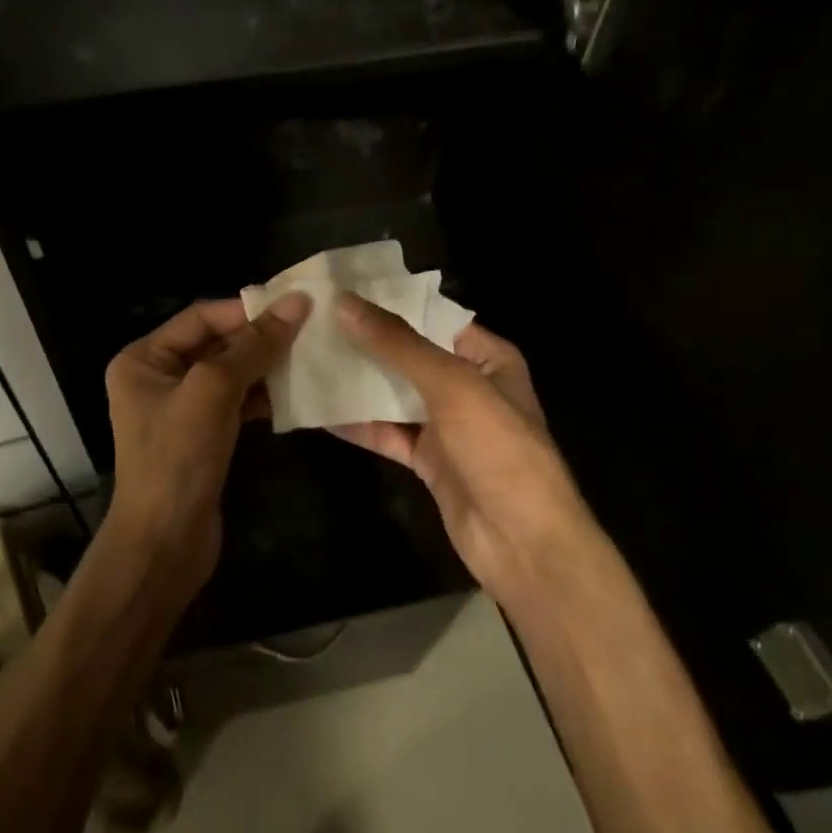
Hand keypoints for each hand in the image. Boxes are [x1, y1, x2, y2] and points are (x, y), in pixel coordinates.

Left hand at [104, 292, 310, 594]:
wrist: (164, 545)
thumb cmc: (177, 459)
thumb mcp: (213, 392)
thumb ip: (253, 346)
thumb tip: (297, 302)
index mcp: (144, 358)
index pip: (201, 317)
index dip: (246, 309)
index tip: (295, 307)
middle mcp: (158, 377)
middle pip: (216, 343)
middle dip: (259, 338)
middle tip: (309, 331)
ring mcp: (180, 409)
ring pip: (230, 373)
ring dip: (265, 367)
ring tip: (309, 359)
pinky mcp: (201, 436)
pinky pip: (235, 402)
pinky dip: (262, 397)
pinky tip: (294, 396)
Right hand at [331, 293, 596, 605]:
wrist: (523, 543)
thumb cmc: (499, 449)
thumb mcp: (452, 385)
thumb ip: (398, 345)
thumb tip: (346, 304)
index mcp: (487, 358)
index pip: (433, 317)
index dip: (391, 303)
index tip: (342, 289)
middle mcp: (467, 385)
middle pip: (409, 355)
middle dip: (366, 341)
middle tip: (314, 321)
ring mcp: (446, 425)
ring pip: (394, 394)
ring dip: (358, 381)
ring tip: (308, 357)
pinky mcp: (427, 460)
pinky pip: (387, 433)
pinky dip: (358, 423)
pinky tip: (319, 409)